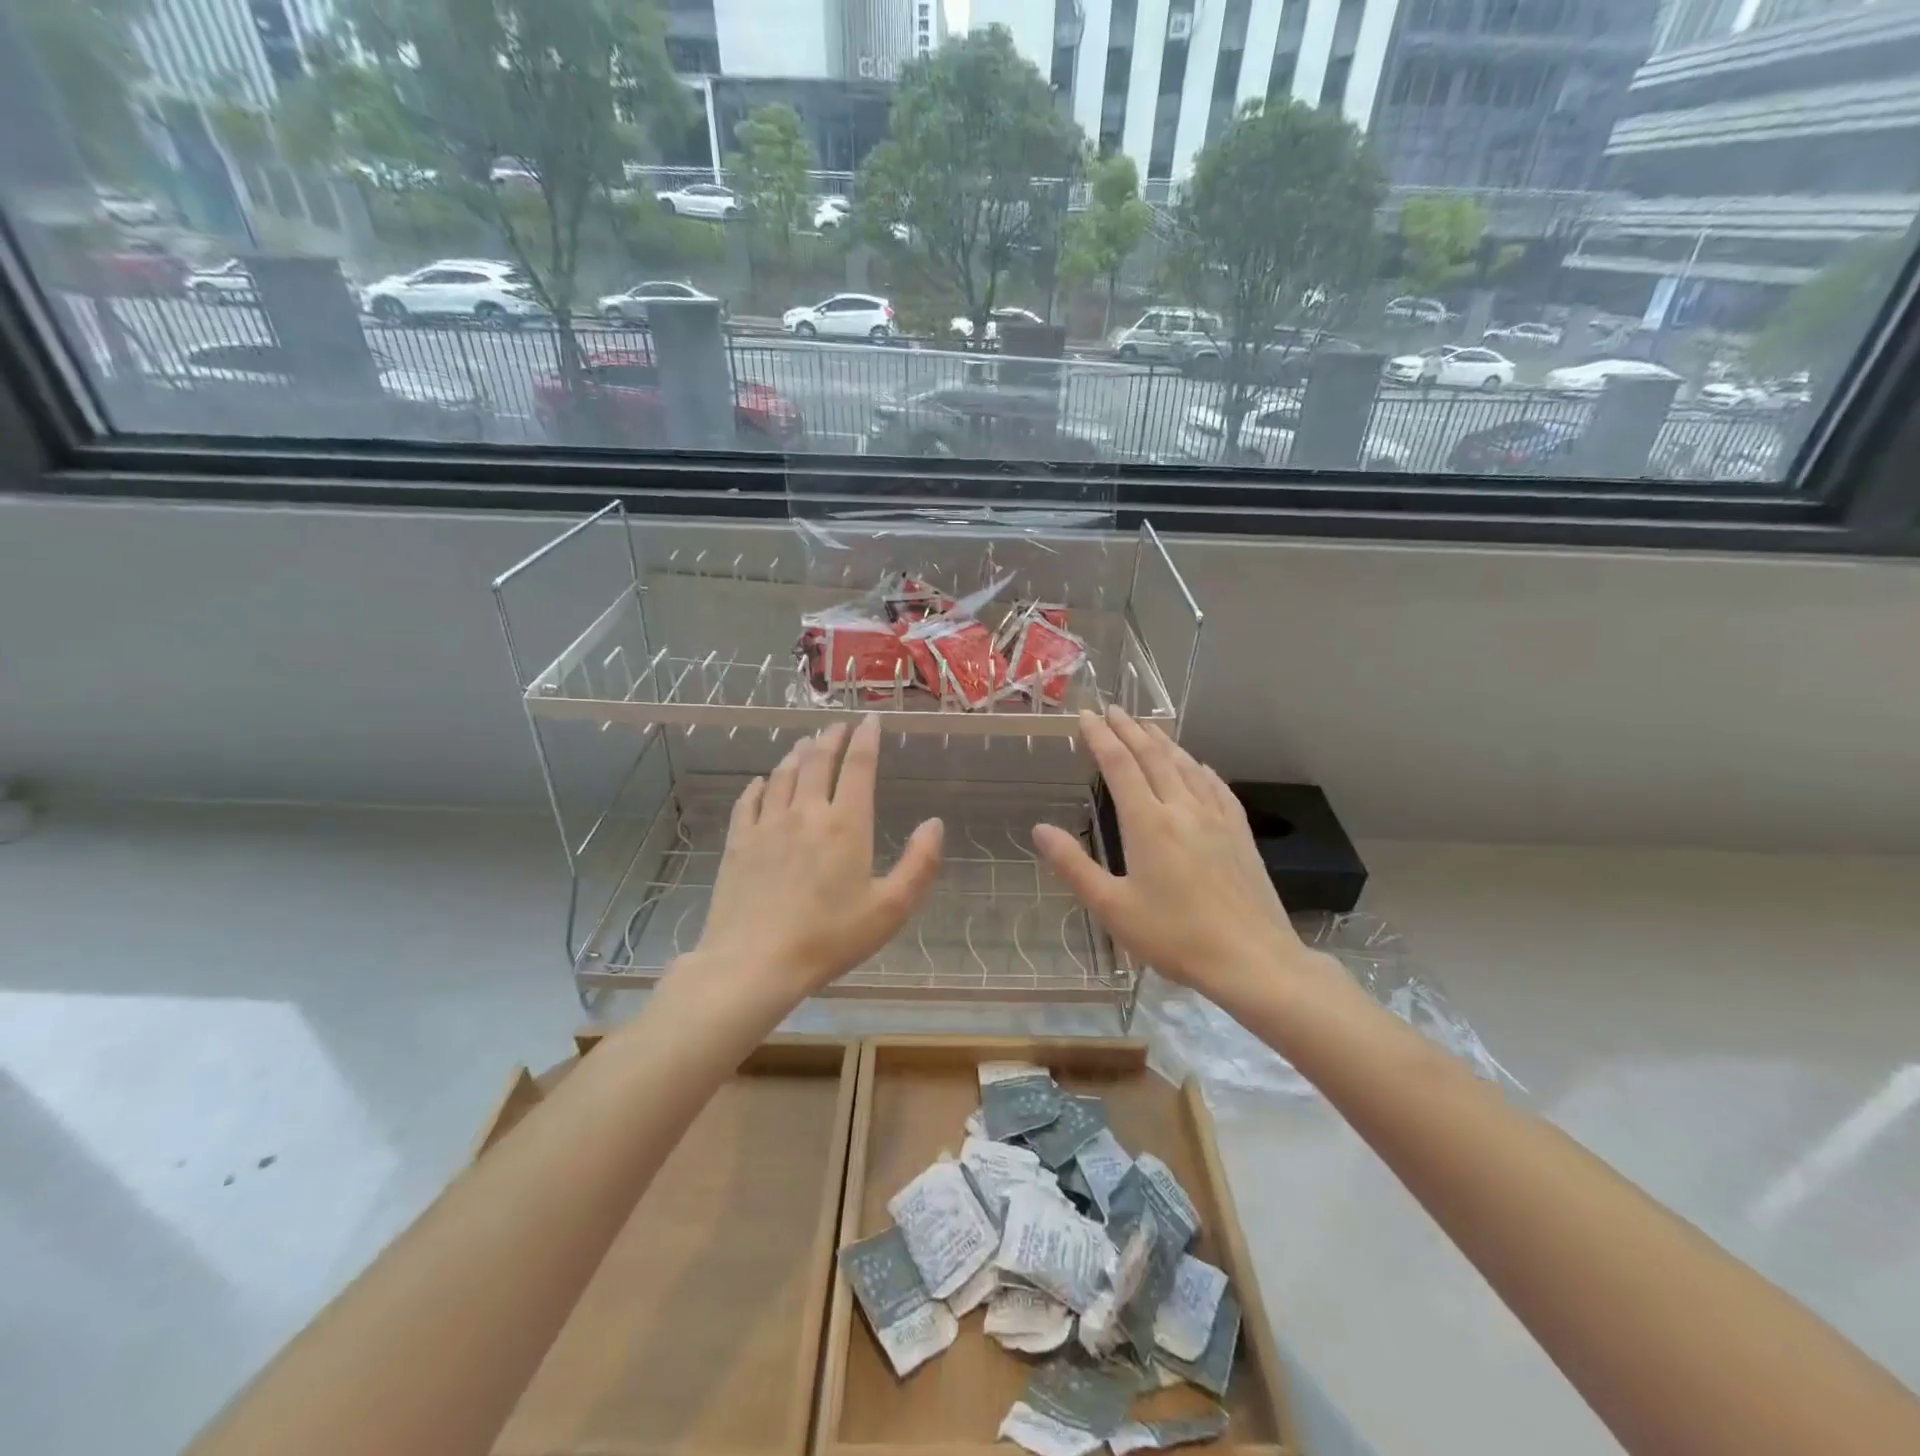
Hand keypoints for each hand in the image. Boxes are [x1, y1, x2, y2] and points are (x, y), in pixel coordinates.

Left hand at [679, 716, 943, 1006]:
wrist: (755, 962)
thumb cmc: (830, 938)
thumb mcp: (891, 909)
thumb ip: (920, 864)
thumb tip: (935, 823)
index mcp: (846, 824)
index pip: (858, 766)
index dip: (866, 738)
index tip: (870, 719)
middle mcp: (806, 813)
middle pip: (817, 761)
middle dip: (830, 738)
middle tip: (837, 726)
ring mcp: (767, 825)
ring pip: (783, 775)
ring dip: (796, 754)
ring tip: (804, 743)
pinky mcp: (739, 843)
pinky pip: (749, 801)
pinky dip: (759, 785)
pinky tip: (761, 782)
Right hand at [1034, 706, 1331, 1010]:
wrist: (1252, 959)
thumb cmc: (1175, 937)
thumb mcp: (1112, 908)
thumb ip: (1074, 866)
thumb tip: (1040, 829)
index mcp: (1148, 824)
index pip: (1119, 766)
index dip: (1101, 737)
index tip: (1087, 715)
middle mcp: (1182, 809)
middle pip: (1153, 756)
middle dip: (1130, 729)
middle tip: (1114, 709)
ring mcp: (1216, 818)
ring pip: (1186, 766)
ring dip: (1163, 742)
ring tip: (1149, 726)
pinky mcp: (1239, 832)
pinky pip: (1216, 787)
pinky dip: (1200, 768)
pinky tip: (1199, 766)